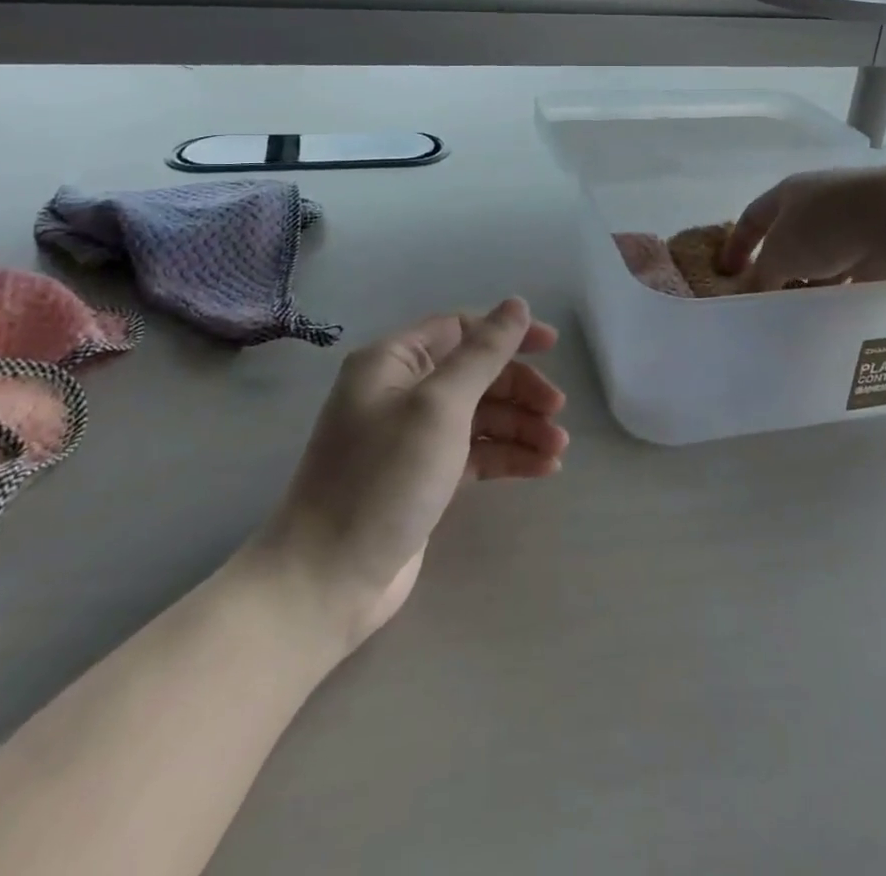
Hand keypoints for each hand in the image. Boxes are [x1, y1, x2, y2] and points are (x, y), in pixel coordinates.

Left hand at [247, 298, 569, 648]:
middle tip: (557, 411)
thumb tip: (517, 303)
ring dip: (521, 427)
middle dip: (520, 389)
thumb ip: (483, 353)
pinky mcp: (425, 478)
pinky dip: (508, 457)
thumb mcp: (439, 406)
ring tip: (557, 449)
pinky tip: (544, 468)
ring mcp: (413, 438)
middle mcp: (401, 391)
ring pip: (481, 417)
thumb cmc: (384, 478)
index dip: (507, 334)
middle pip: (476, 374)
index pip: (460, 329)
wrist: (327, 582)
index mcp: (393, 362)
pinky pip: (476, 454)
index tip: (552, 347)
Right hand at [718, 166, 885, 291]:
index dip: (736, 245)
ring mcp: (847, 220)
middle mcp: (815, 202)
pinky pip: (846, 267)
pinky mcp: (873, 240)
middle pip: (786, 236)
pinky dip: (836, 285)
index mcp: (787, 193)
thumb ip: (762, 275)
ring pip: (817, 254)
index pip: (751, 217)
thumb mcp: (780, 255)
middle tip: (765, 294)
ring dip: (807, 278)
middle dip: (775, 265)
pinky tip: (829, 306)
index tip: (727, 273)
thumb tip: (752, 292)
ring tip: (796, 307)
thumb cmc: (825, 227)